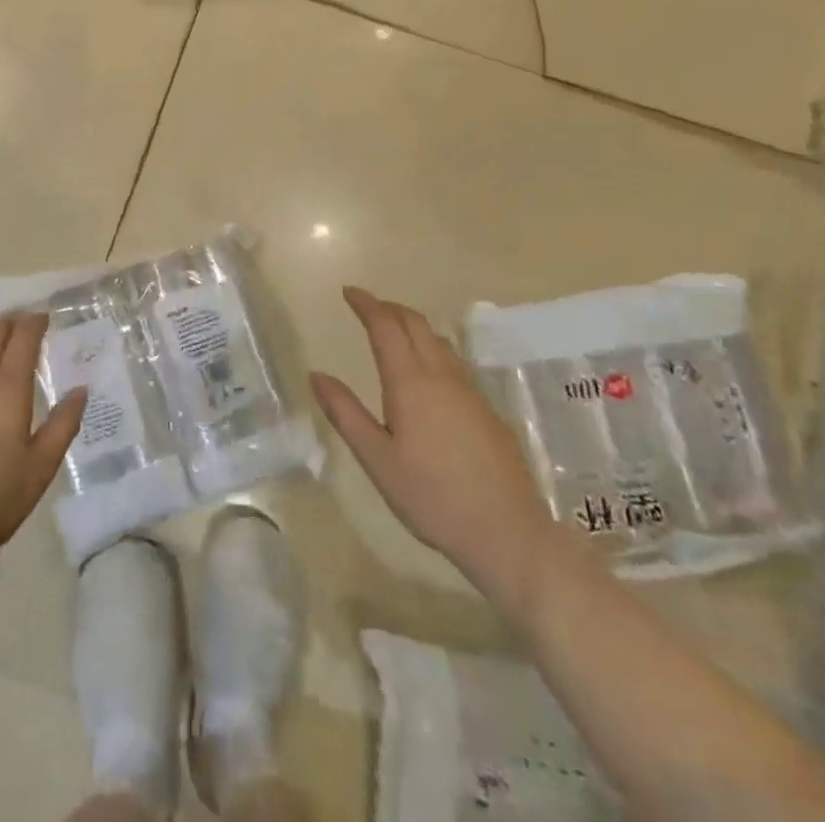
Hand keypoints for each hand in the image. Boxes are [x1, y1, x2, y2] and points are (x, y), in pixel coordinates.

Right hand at [311, 287, 563, 601]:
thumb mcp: (377, 459)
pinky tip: (428, 373)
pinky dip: (432, 348)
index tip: (349, 292)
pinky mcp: (488, 411)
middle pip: (416, 324)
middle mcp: (442, 376)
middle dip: (389, 308)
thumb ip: (345, 413)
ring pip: (439, 341)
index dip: (366, 304)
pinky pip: (454, 362)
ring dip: (413, 326)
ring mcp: (470, 392)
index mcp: (410, 383)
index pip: (386, 326)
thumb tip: (316, 374)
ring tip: (394, 332)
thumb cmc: (432, 497)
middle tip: (367, 307)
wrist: (508, 533)